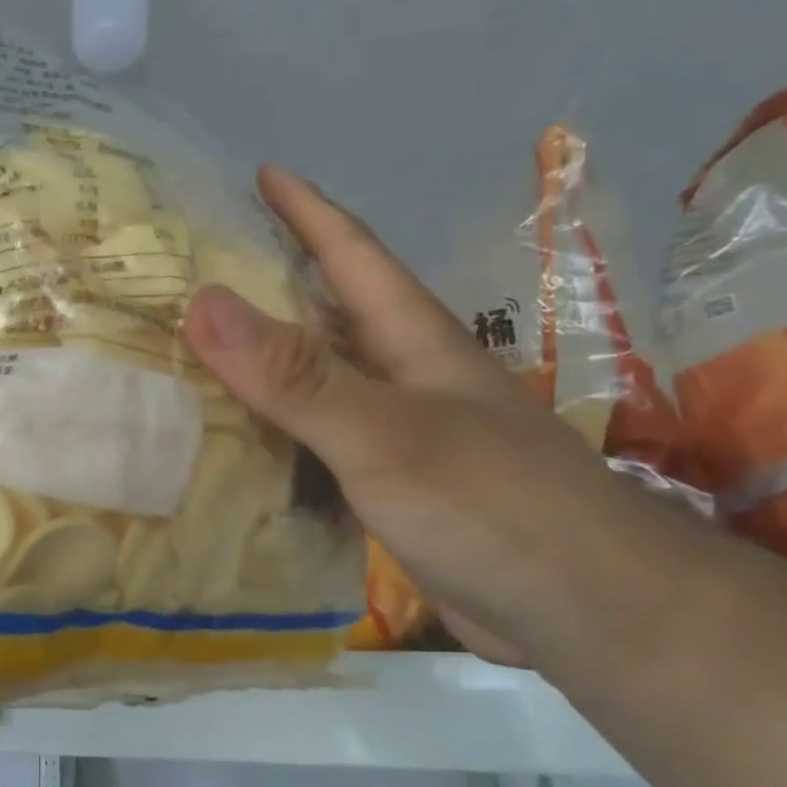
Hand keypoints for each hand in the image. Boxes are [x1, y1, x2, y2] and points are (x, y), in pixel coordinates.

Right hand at [183, 165, 663, 660]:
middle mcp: (403, 376)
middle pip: (326, 311)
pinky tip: (237, 438)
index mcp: (411, 340)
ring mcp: (399, 432)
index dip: (307, 210)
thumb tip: (203, 301)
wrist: (587, 614)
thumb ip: (297, 375)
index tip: (262, 173)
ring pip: (317, 379)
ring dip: (265, 360)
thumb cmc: (493, 505)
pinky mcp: (390, 484)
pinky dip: (274, 428)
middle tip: (202, 267)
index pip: (353, 253)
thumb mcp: (385, 433)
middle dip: (270, 281)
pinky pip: (314, 439)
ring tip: (200, 348)